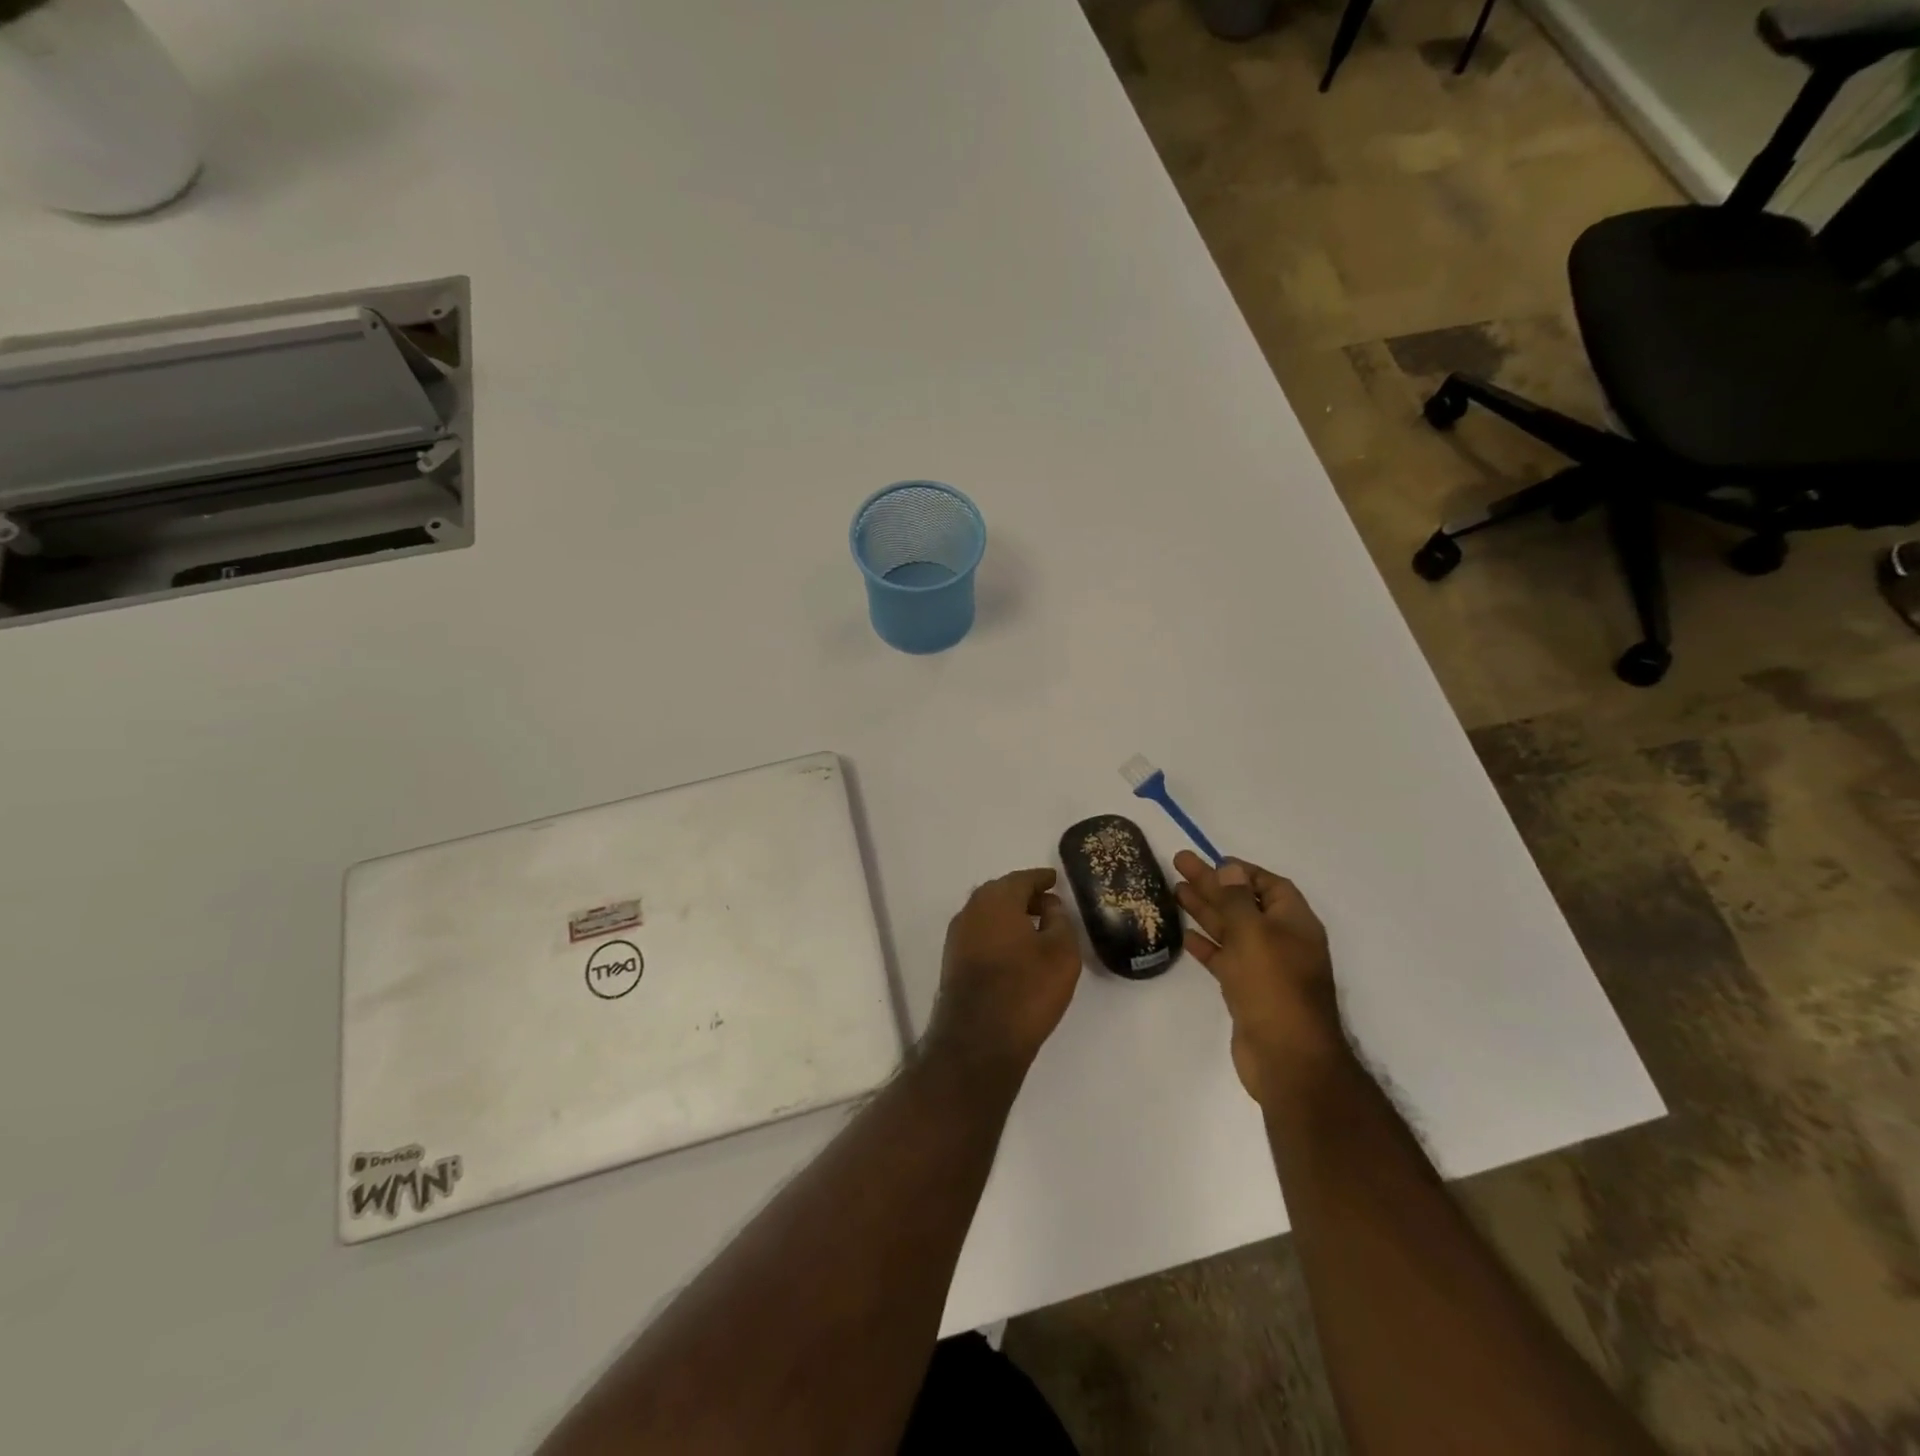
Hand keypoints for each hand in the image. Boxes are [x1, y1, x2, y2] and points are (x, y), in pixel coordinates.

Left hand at [925, 868, 1082, 1077]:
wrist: (978, 1040)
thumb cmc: (1026, 990)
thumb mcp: (1061, 952)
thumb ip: (1060, 920)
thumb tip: (1049, 905)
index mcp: (996, 899)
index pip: (1022, 879)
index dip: (1041, 879)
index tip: (1055, 879)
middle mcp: (971, 910)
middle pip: (1001, 892)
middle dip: (1024, 895)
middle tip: (1048, 904)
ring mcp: (957, 936)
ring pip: (988, 914)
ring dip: (1010, 915)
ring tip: (1035, 929)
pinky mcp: (952, 961)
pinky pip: (980, 934)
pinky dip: (998, 933)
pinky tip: (1015, 950)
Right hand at [1174, 850, 1341, 1106]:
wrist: (1287, 1059)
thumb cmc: (1274, 987)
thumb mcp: (1254, 934)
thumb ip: (1237, 900)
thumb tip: (1230, 868)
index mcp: (1294, 923)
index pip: (1269, 885)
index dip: (1241, 871)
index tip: (1211, 860)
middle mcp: (1281, 942)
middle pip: (1243, 904)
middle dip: (1213, 885)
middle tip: (1179, 865)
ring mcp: (1265, 968)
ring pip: (1231, 931)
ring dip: (1205, 911)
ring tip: (1175, 891)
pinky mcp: (1248, 992)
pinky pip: (1225, 959)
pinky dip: (1207, 946)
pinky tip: (1186, 935)